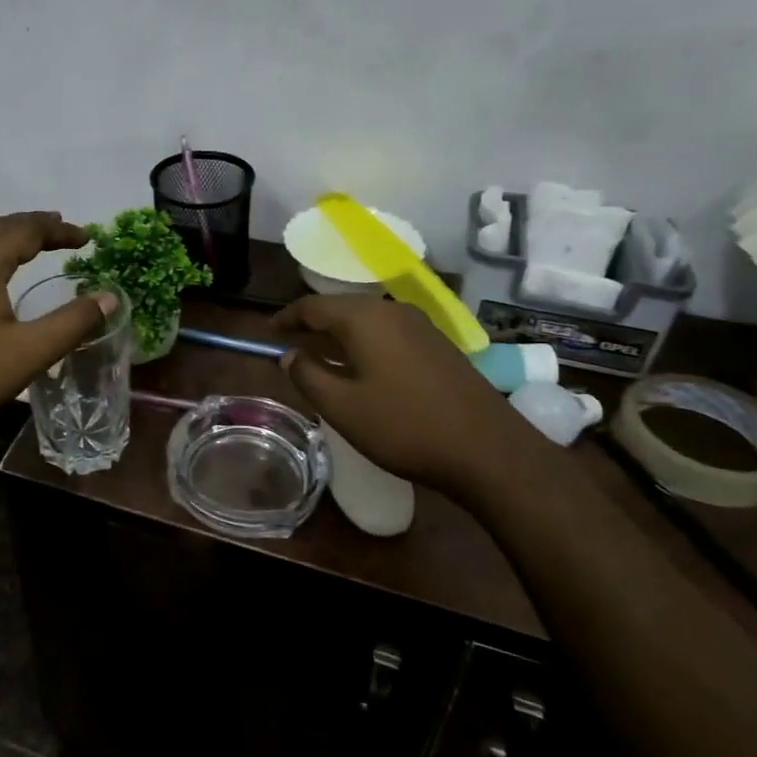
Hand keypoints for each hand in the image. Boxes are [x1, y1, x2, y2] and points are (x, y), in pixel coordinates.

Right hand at [274, 295, 548, 501]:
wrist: (488, 449)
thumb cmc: (405, 426)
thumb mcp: (342, 407)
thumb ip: (308, 376)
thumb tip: (290, 355)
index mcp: (365, 319)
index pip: (313, 306)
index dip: (287, 317)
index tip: (268, 331)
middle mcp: (392, 311)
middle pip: (342, 307)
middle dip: (313, 322)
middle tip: (291, 342)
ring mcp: (421, 326)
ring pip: (367, 319)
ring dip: (341, 333)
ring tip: (322, 354)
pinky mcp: (439, 345)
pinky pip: (389, 332)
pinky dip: (366, 341)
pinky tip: (363, 366)